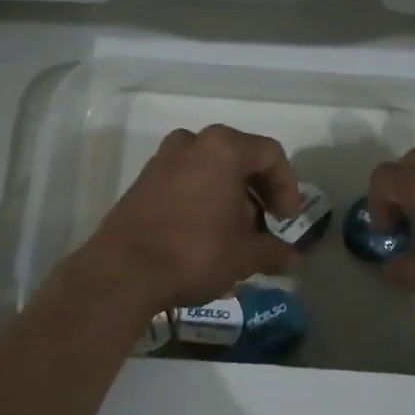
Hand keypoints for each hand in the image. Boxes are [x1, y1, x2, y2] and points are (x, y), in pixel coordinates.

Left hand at [83, 125, 303, 311]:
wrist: (123, 272)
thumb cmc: (194, 252)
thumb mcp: (244, 256)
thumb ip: (273, 250)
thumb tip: (291, 257)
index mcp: (223, 148)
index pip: (270, 154)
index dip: (287, 186)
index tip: (286, 219)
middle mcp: (192, 143)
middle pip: (239, 156)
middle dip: (258, 190)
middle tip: (265, 224)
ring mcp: (163, 159)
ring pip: (210, 167)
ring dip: (230, 194)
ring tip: (235, 230)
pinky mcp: (143, 181)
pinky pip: (186, 179)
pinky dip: (203, 197)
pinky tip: (206, 231)